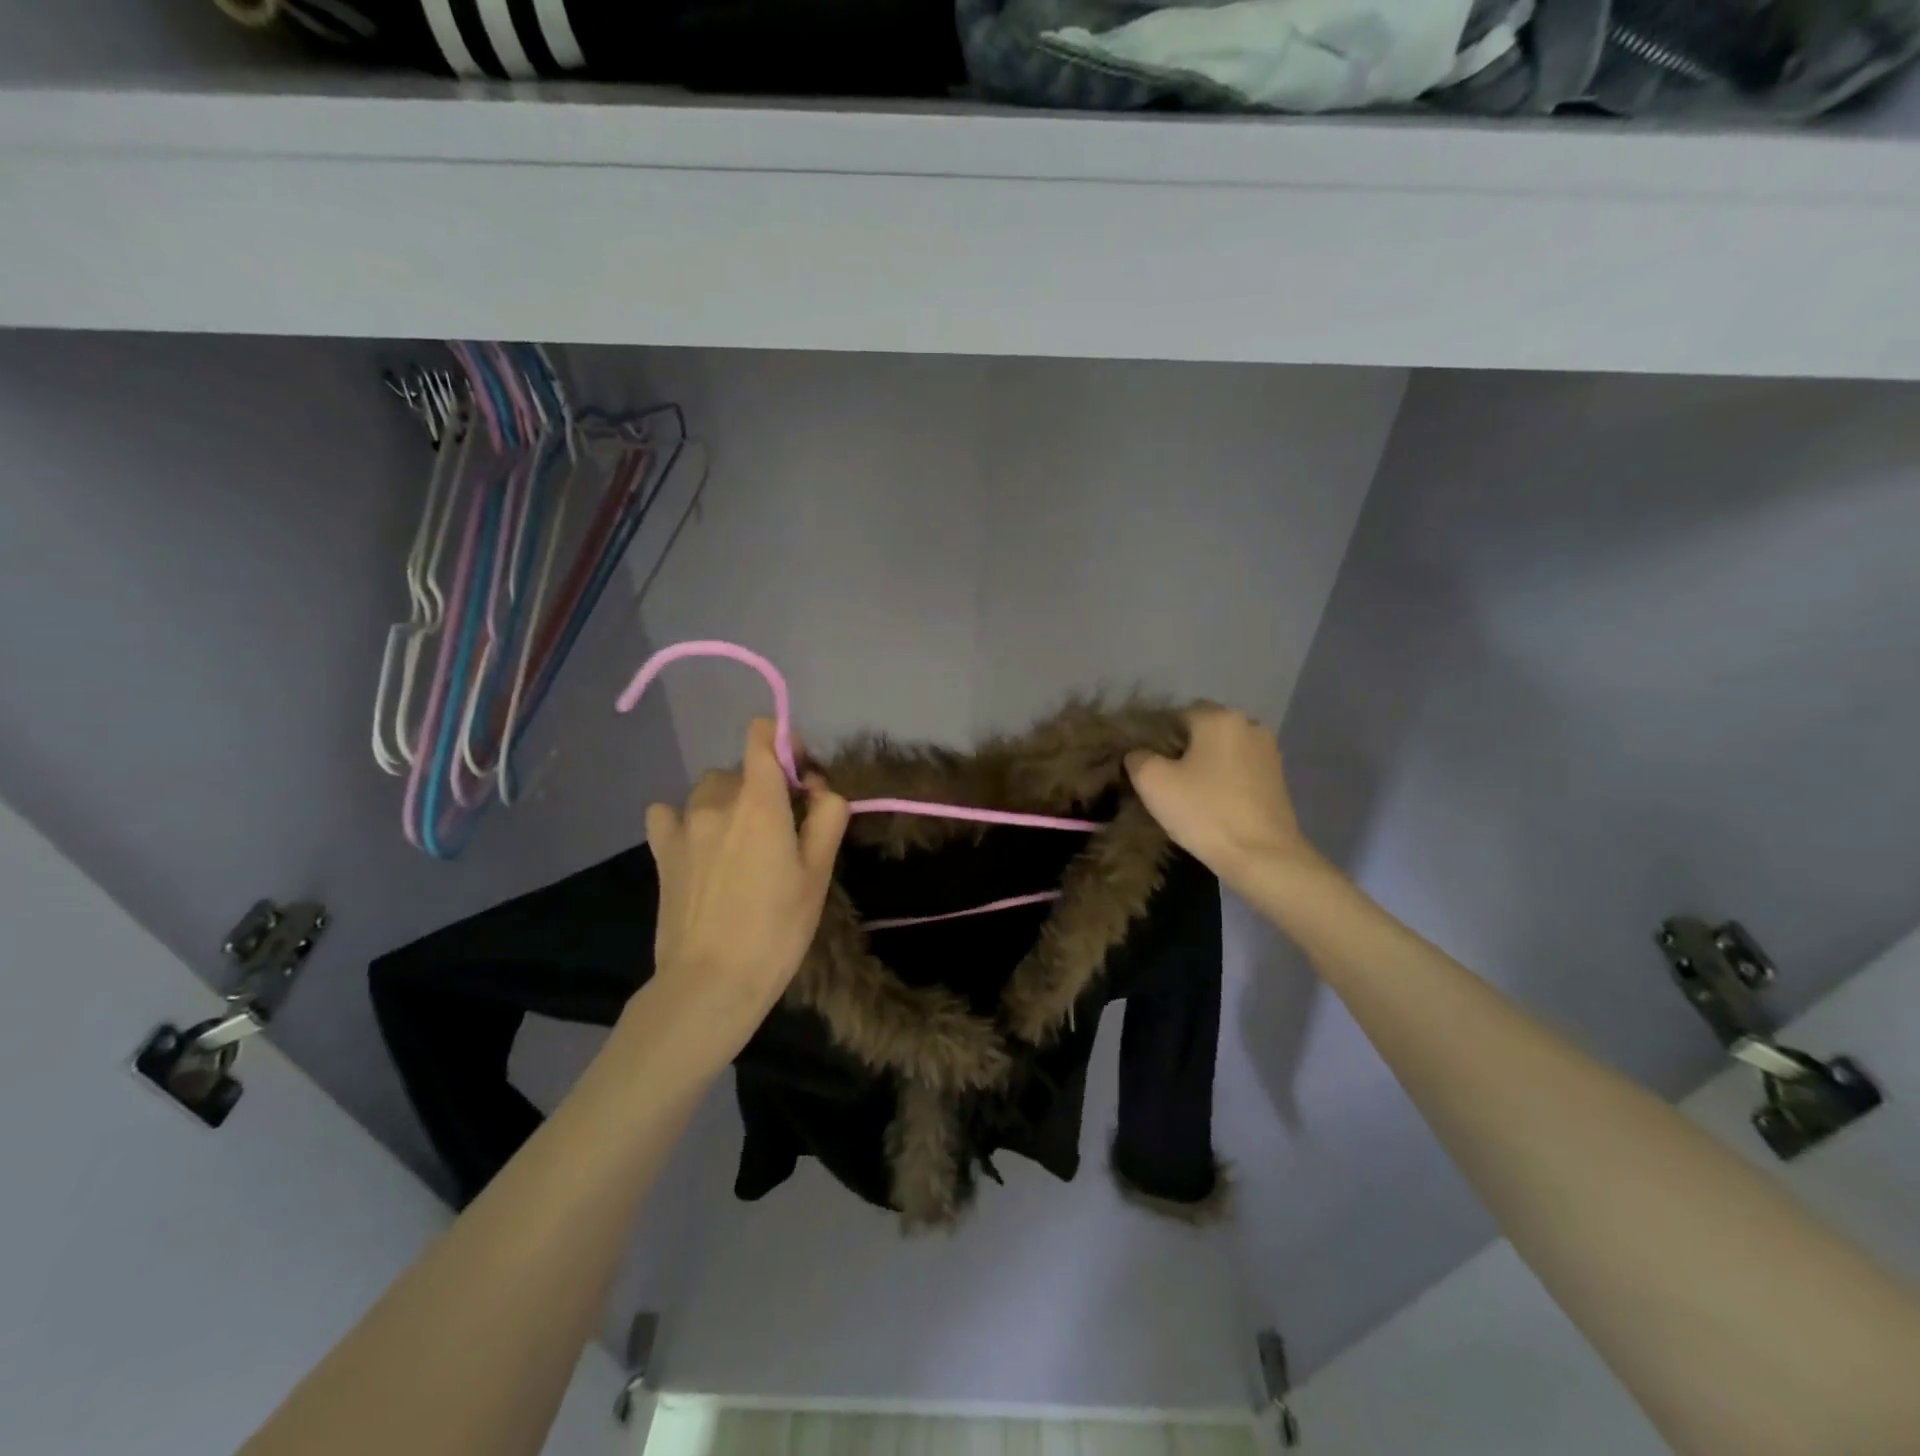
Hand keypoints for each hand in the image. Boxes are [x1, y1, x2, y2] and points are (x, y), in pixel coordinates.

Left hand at [640, 718, 849, 1059]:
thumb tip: (819, 789)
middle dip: (766, 785)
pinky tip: (698, 844)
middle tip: (782, 829)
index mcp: (760, 801)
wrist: (711, 981)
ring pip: (710, 788)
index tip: (800, 777)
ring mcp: (683, 824)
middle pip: (743, 767)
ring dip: (730, 801)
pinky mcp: (661, 850)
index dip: (784, 743)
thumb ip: (827, 817)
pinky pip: (669, 813)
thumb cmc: (777, 928)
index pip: (761, 734)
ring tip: (741, 843)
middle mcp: (718, 800)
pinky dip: (686, 818)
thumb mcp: (819, 873)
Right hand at [1125, 706, 1320, 884]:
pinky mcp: (1279, 777)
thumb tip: (1139, 754)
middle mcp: (1249, 724)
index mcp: (1219, 717)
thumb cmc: (1205, 812)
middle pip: (1204, 730)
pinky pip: (1241, 768)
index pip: (1177, 714)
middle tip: (1166, 780)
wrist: (1263, 857)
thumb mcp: (1153, 783)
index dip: (1158, 737)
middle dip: (1184, 749)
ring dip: (1207, 764)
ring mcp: (1269, 751)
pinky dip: (1226, 779)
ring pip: (1224, 749)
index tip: (1147, 764)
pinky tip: (1215, 803)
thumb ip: (1138, 758)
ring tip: (1190, 793)